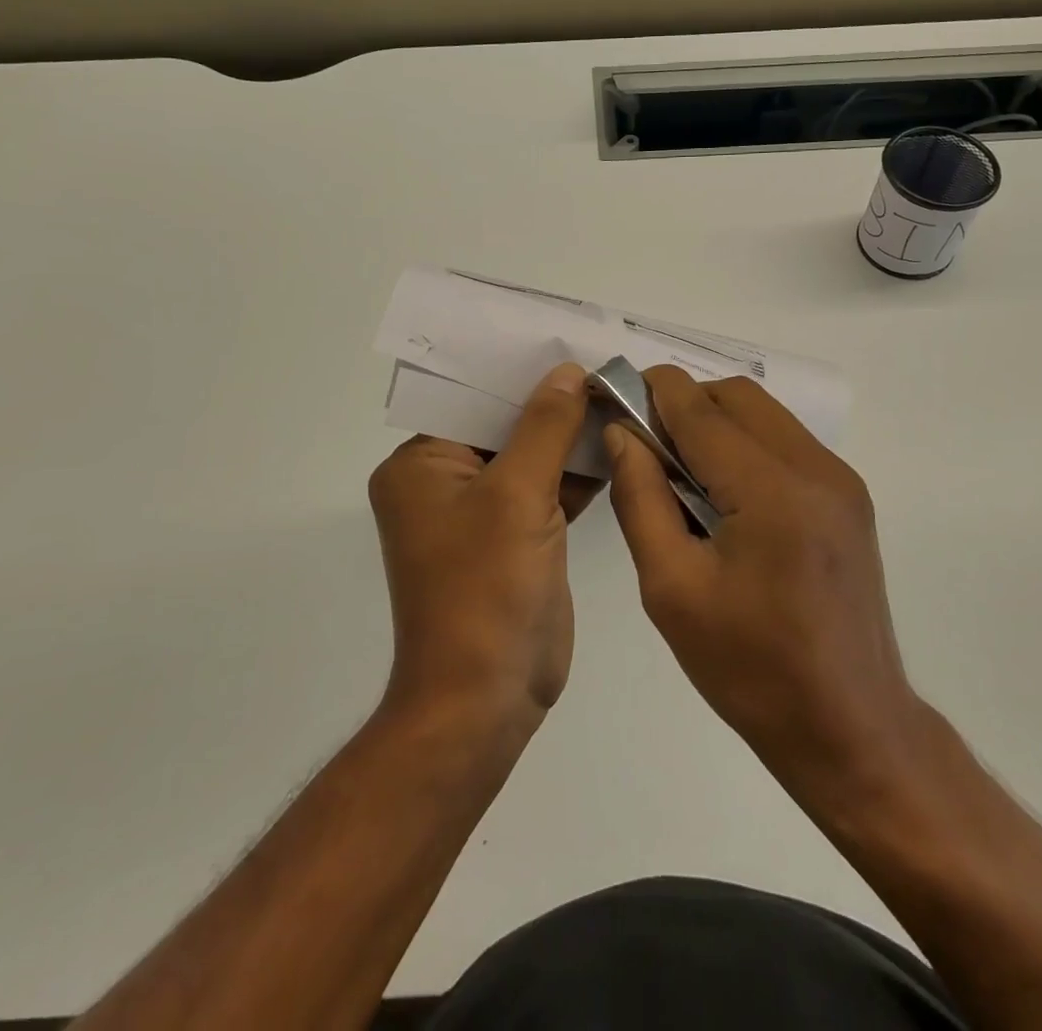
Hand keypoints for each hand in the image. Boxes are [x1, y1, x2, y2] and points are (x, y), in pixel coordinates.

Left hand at [368, 362, 599, 732]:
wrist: (485, 700)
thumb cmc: (486, 589)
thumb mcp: (516, 495)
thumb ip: (545, 426)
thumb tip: (568, 371)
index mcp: (421, 465)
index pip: (472, 398)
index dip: (520, 371)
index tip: (570, 342)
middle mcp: (444, 482)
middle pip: (504, 425)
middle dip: (553, 402)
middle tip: (605, 366)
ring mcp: (481, 513)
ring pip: (530, 457)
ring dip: (570, 436)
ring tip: (620, 395)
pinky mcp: (514, 539)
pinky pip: (546, 490)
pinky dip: (577, 473)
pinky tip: (619, 444)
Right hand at [604, 366, 919, 794]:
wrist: (849, 728)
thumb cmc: (749, 668)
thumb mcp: (671, 588)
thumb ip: (640, 498)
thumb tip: (622, 434)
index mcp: (771, 491)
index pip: (698, 408)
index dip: (649, 391)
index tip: (612, 397)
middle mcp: (815, 468)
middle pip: (735, 396)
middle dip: (683, 403)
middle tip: (644, 446)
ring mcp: (840, 480)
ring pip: (763, 413)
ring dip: (715, 421)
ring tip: (680, 472)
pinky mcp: (848, 497)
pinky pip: (785, 441)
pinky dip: (745, 444)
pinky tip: (723, 493)